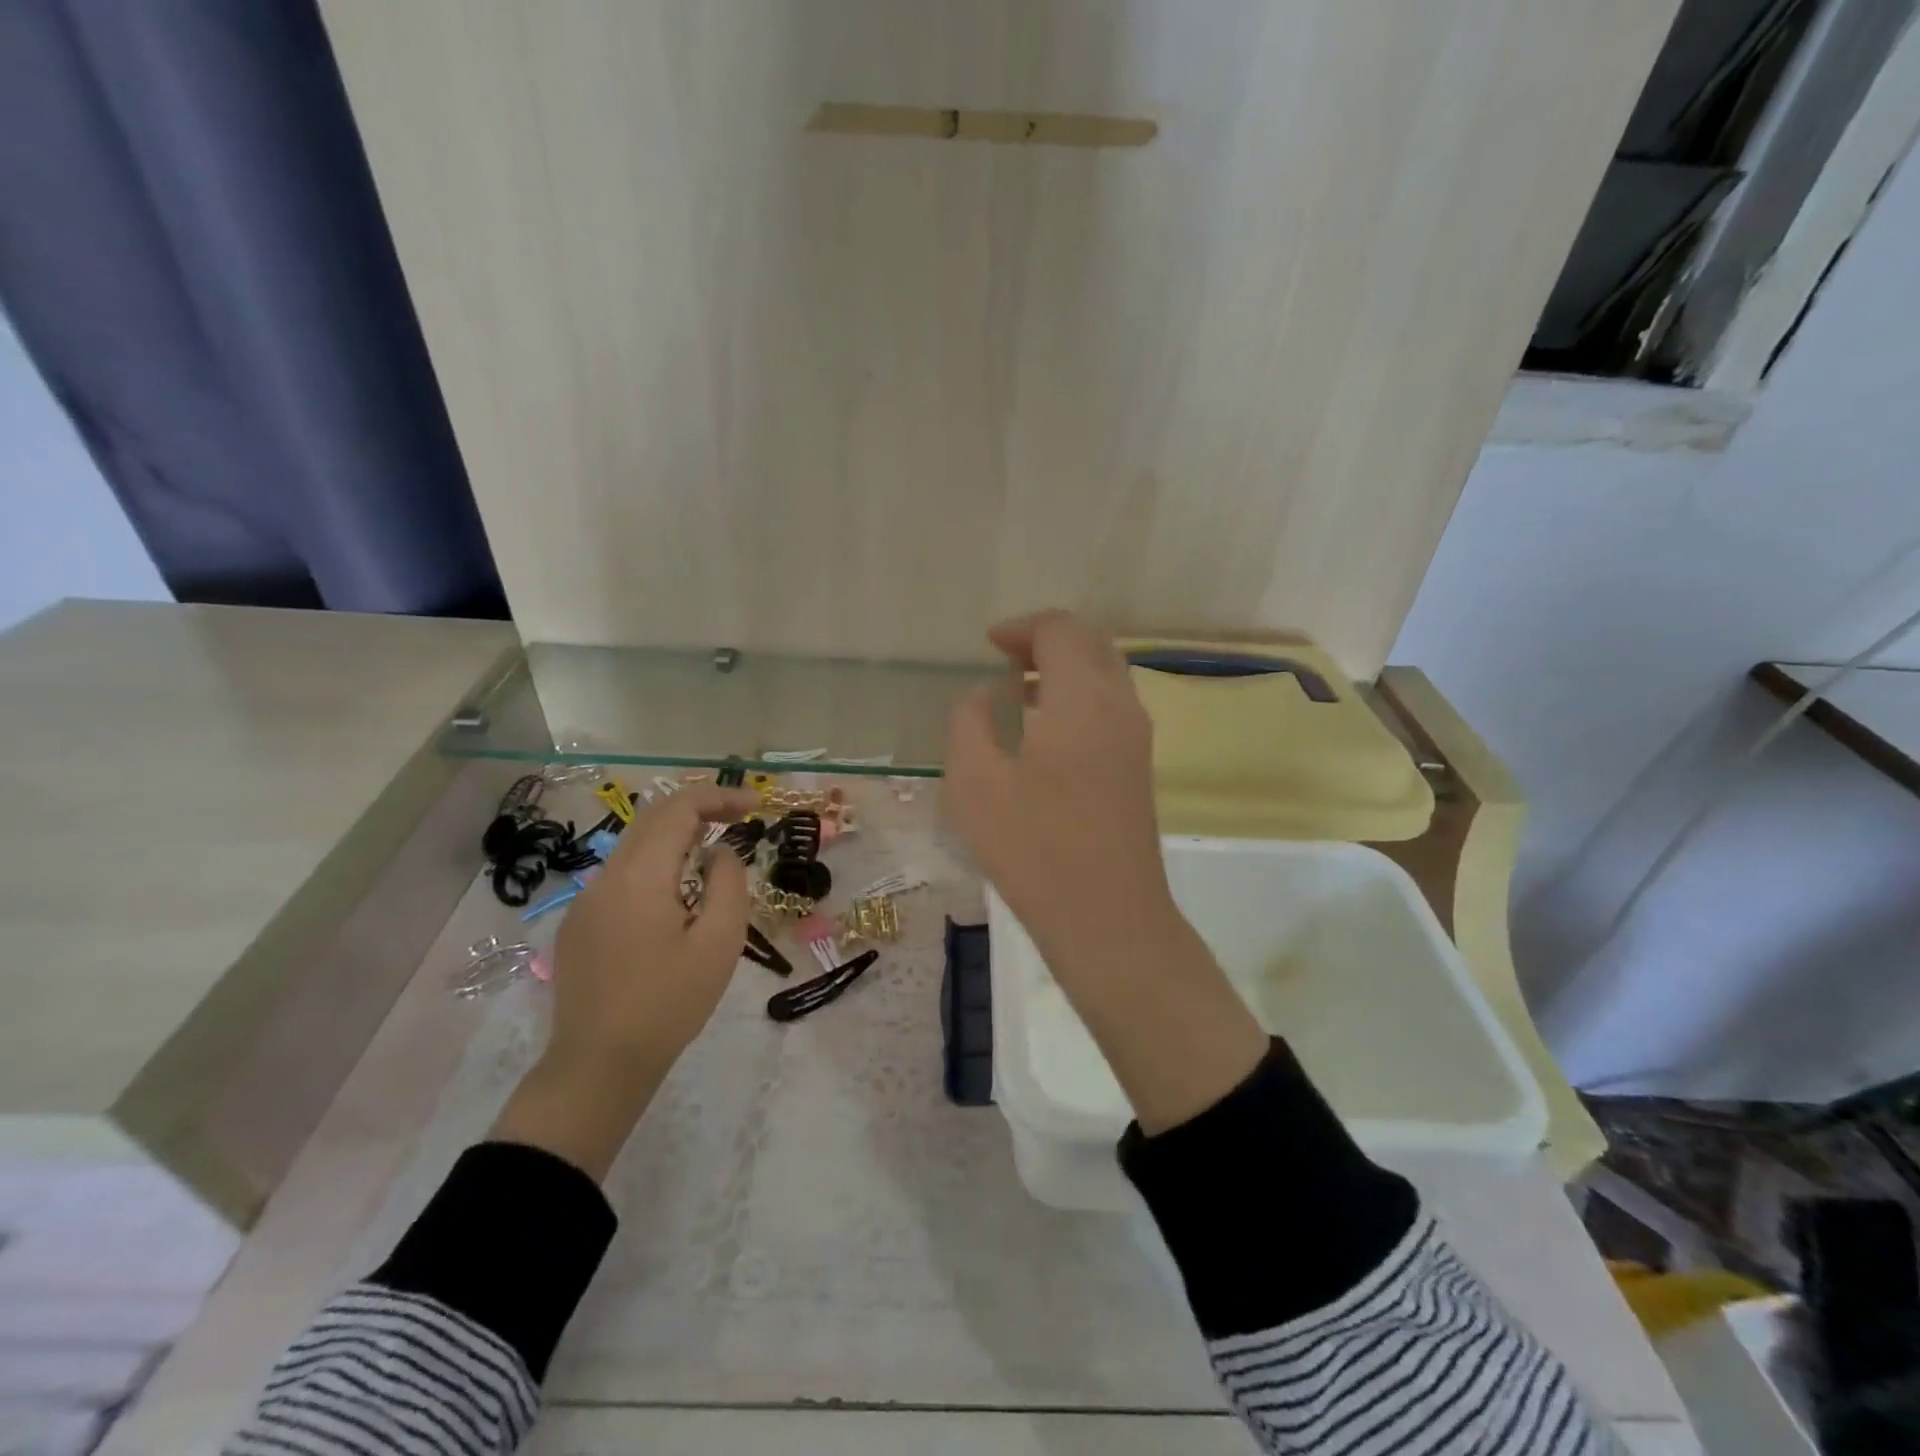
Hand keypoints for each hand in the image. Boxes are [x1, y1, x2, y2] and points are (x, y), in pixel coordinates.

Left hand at [491, 783, 760, 1179]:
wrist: (598, 1066)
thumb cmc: (668, 1004)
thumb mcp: (719, 943)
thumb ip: (727, 884)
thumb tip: (719, 853)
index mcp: (639, 877)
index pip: (678, 808)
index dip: (719, 797)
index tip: (755, 806)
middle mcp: (605, 877)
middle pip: (652, 818)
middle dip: (699, 809)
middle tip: (740, 819)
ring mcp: (586, 901)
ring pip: (635, 846)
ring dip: (676, 837)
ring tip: (714, 854)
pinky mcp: (579, 924)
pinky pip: (622, 875)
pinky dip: (656, 865)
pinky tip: (677, 895)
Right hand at [944, 610, 1266, 1134]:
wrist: (1108, 919)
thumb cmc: (1033, 847)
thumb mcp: (974, 780)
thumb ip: (970, 720)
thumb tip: (985, 694)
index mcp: (1081, 697)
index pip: (1061, 631)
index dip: (1022, 628)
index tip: (989, 646)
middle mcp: (1119, 705)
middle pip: (1090, 644)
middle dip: (1047, 641)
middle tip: (1004, 660)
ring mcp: (1136, 738)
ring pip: (1106, 675)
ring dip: (1065, 669)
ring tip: (1019, 692)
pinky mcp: (1139, 768)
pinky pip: (1112, 706)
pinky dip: (1079, 697)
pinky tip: (1046, 731)